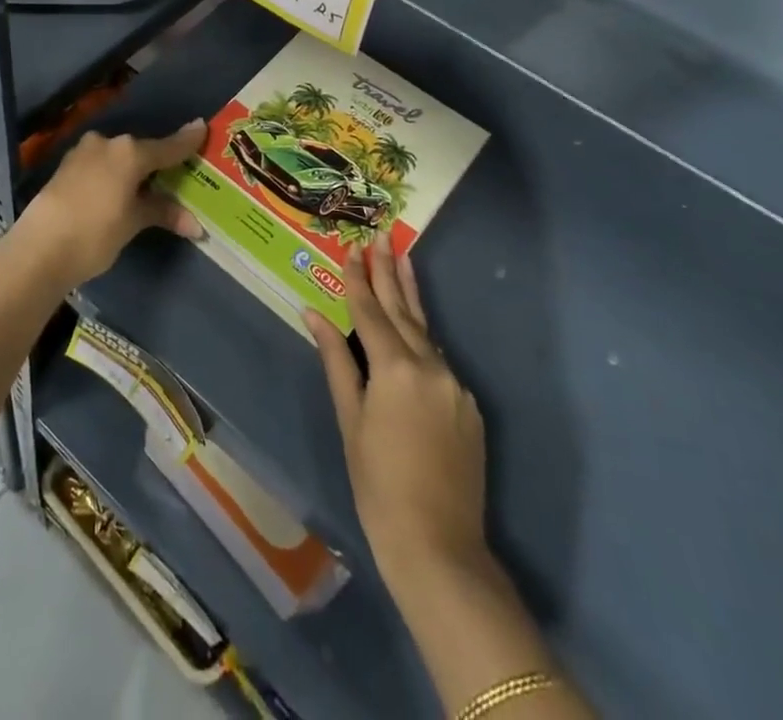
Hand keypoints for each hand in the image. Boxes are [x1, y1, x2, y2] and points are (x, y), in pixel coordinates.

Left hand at [12, 119, 207, 287]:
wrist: (38, 248)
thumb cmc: (95, 232)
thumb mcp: (133, 223)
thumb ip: (163, 213)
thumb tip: (195, 224)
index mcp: (130, 152)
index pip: (168, 146)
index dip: (187, 140)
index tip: (202, 127)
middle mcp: (108, 143)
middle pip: (141, 149)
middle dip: (157, 160)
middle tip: (173, 172)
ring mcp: (83, 152)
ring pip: (117, 155)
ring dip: (131, 168)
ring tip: (144, 185)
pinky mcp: (65, 166)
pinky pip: (99, 164)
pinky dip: (112, 173)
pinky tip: (115, 189)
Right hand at [307, 245, 487, 593]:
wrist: (440, 547)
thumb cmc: (378, 484)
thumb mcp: (350, 419)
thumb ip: (336, 361)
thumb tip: (313, 314)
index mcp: (396, 368)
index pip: (370, 310)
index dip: (357, 278)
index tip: (351, 246)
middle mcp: (431, 366)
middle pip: (404, 309)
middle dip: (390, 271)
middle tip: (383, 235)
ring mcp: (455, 386)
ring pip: (426, 332)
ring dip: (410, 298)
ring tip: (403, 261)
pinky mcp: (469, 406)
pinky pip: (439, 362)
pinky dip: (422, 340)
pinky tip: (413, 332)